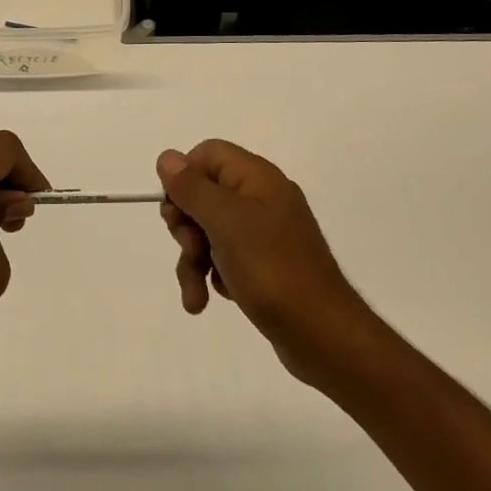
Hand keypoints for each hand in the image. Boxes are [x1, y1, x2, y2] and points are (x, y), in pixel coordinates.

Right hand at [156, 140, 373, 383]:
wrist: (323, 335)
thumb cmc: (272, 270)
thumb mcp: (225, 223)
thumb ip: (192, 187)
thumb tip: (167, 156)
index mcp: (257, 178)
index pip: (207, 154)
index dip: (184, 178)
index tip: (176, 211)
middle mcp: (261, 198)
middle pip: (203, 194)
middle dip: (186, 227)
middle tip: (191, 251)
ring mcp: (264, 233)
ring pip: (209, 231)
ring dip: (193, 261)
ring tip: (196, 297)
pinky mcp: (264, 264)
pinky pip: (225, 257)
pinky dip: (213, 276)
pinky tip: (214, 299)